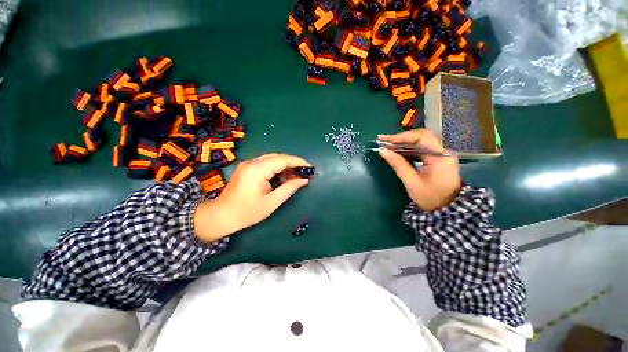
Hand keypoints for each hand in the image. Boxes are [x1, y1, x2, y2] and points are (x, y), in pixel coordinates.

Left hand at [194, 154, 311, 242]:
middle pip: (278, 157)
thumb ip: (289, 188)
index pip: (282, 160)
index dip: (298, 162)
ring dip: (286, 165)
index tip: (310, 167)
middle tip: (304, 172)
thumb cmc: (247, 212)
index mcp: (257, 170)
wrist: (221, 216)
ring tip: (296, 175)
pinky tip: (283, 176)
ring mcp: (248, 164)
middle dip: (293, 163)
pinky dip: (277, 168)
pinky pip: (266, 163)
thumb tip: (305, 180)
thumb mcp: (272, 202)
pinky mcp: (247, 167)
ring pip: (272, 159)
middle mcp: (252, 162)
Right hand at [378, 129, 460, 210]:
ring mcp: (440, 154)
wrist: (446, 209)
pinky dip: (407, 148)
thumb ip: (398, 165)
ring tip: (387, 144)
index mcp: (440, 157)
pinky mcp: (436, 158)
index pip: (421, 138)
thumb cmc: (430, 197)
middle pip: (420, 137)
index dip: (402, 137)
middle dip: (400, 138)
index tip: (385, 140)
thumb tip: (383, 151)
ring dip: (402, 142)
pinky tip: (397, 150)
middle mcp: (442, 151)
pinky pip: (420, 148)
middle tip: (383, 140)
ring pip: (420, 141)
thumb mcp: (412, 182)